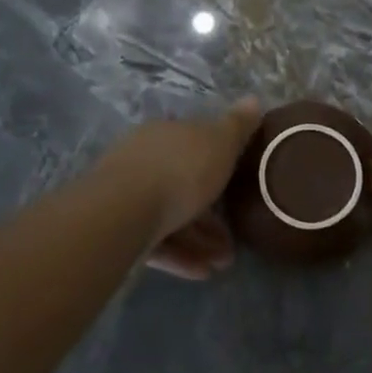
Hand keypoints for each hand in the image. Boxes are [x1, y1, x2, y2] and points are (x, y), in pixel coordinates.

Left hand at [98, 98, 260, 278]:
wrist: (123, 211)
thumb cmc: (180, 170)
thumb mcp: (219, 143)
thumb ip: (237, 126)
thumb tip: (253, 100)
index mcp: (164, 134)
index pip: (193, 145)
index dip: (218, 166)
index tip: (239, 188)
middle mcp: (142, 160)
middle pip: (182, 184)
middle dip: (210, 213)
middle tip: (234, 238)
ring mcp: (126, 196)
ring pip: (170, 216)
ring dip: (199, 240)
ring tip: (224, 262)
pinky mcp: (118, 229)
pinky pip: (156, 241)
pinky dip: (180, 255)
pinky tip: (201, 272)